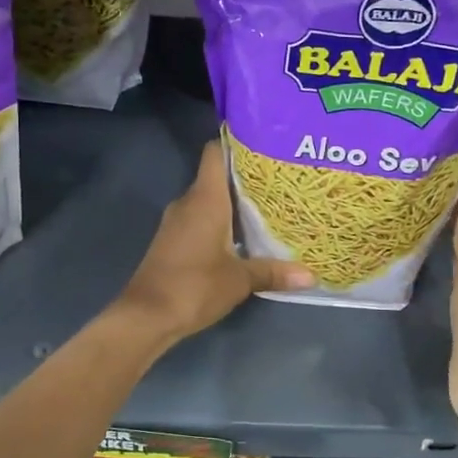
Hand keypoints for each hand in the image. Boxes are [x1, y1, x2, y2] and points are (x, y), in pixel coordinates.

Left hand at [116, 141, 312, 343]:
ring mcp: (177, 221)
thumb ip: (273, 272)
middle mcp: (188, 202)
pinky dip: (220, 220)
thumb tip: (311, 276)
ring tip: (269, 205)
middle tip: (280, 179)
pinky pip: (200, 218)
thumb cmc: (194, 286)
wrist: (146, 316)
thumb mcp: (240, 280)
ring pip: (209, 199)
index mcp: (205, 199)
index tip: (264, 143)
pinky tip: (243, 235)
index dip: (236, 142)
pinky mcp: (172, 240)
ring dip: (233, 202)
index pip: (215, 152)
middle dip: (245, 176)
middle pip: (216, 176)